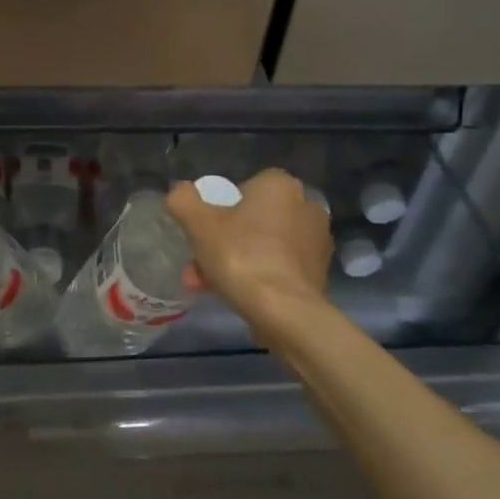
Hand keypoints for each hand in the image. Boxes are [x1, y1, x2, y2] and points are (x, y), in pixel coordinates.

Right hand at [168, 169, 332, 332]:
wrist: (285, 312)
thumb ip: (183, 200)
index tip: (203, 231)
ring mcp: (317, 241)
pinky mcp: (319, 272)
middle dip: (223, 241)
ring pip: (263, 245)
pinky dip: (258, 276)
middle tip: (198, 264)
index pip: (244, 187)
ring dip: (235, 261)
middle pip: (252, 220)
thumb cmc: (241, 256)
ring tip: (206, 286)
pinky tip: (235, 296)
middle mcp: (306, 206)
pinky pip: (279, 267)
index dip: (219, 208)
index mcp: (281, 186)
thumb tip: (180, 192)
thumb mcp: (199, 224)